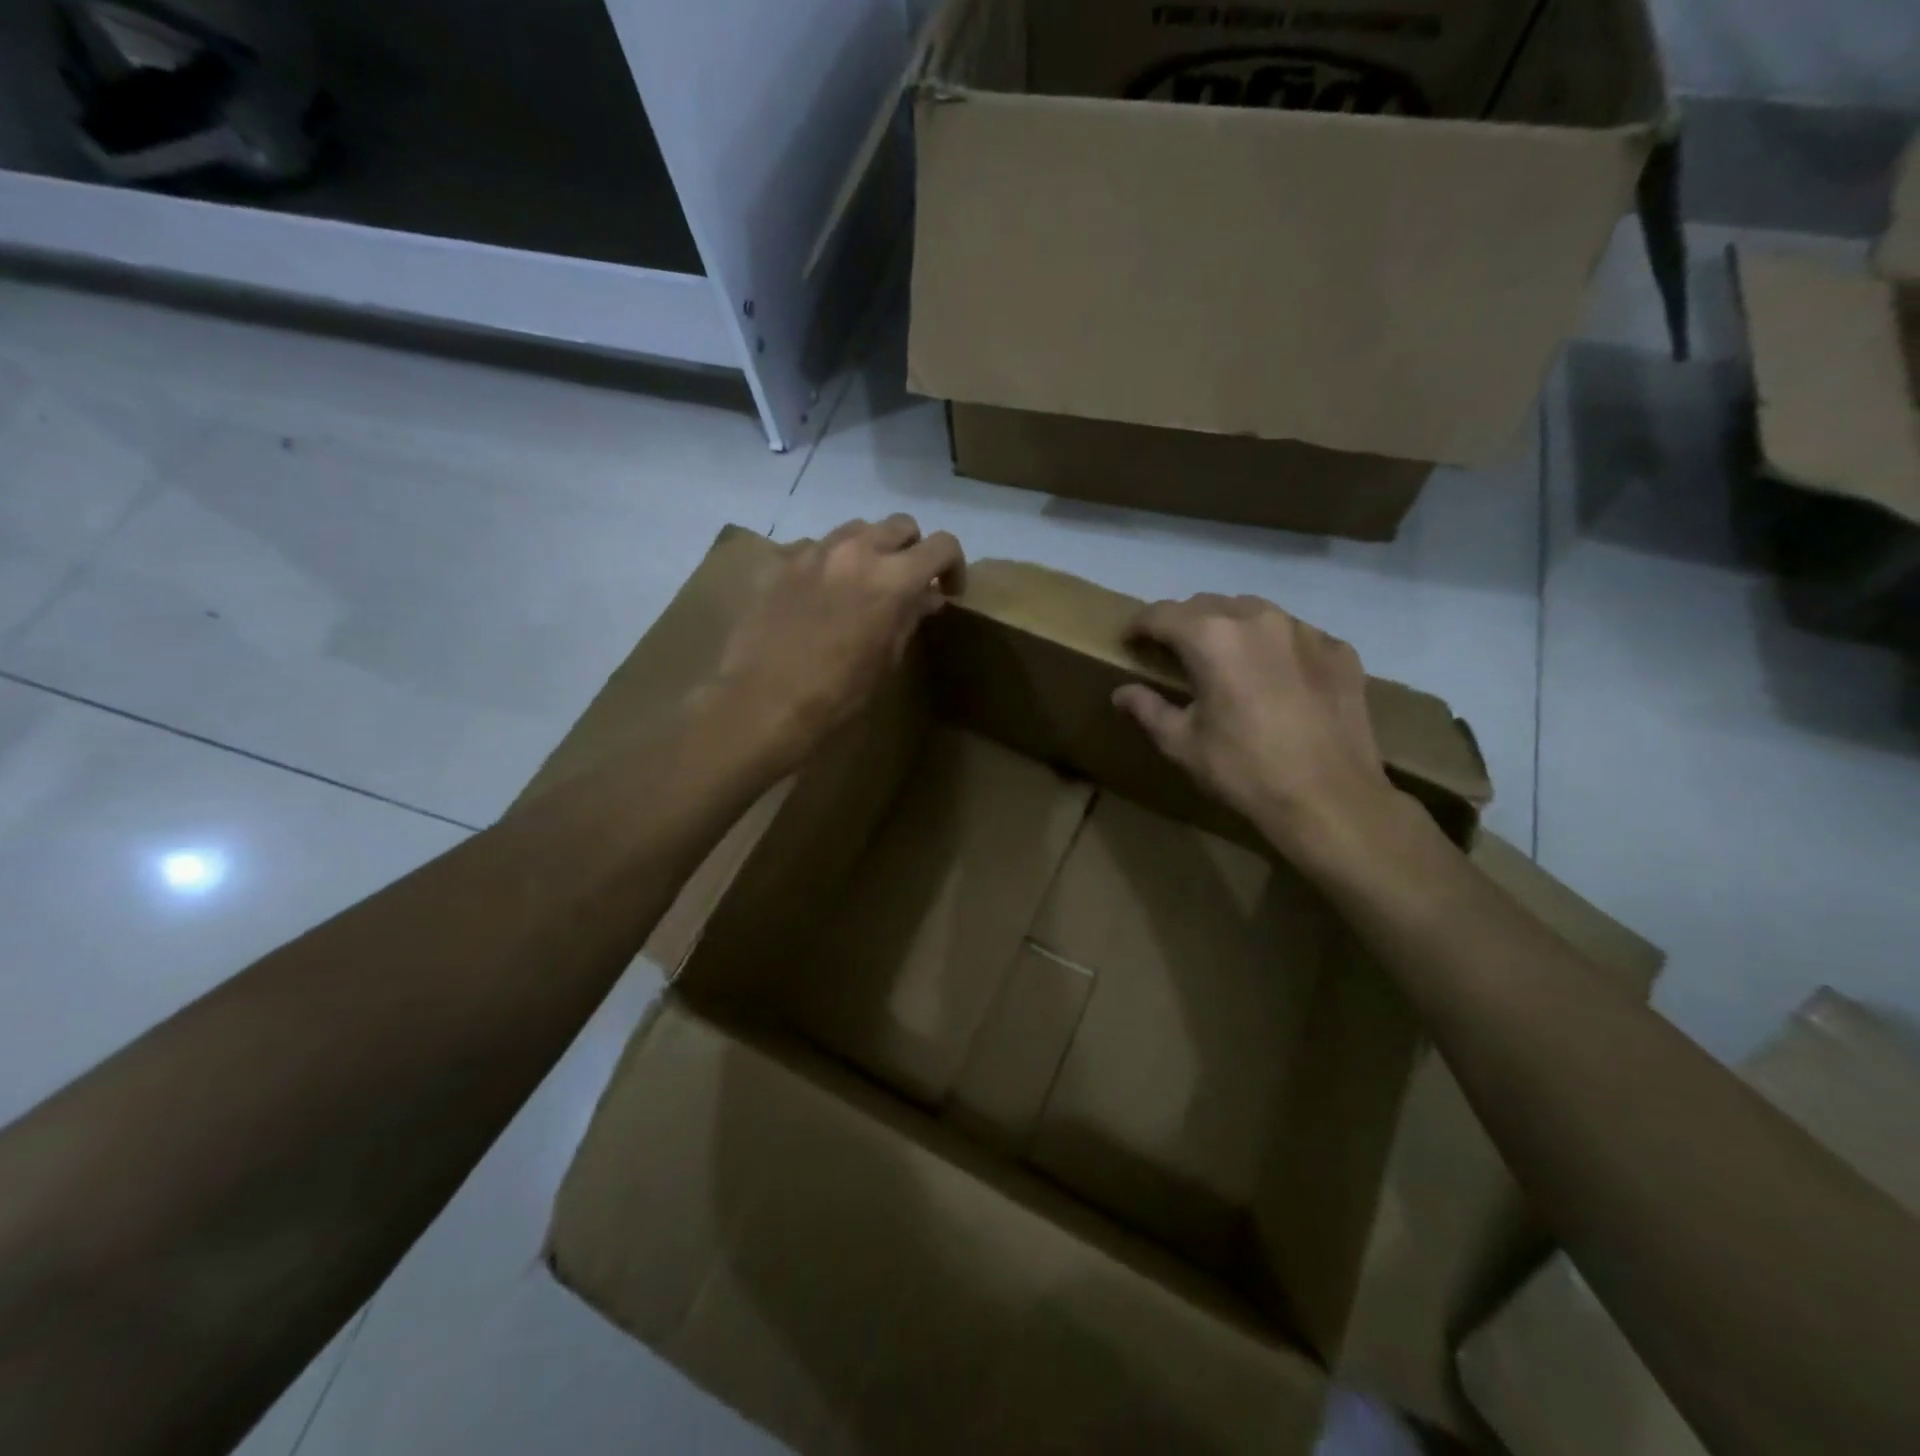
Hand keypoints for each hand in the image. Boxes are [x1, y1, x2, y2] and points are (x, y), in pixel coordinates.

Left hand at [705, 516, 963, 773]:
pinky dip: (832, 562)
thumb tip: (928, 597)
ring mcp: (815, 551)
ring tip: (865, 583)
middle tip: (908, 584)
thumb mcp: (886, 659)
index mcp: (893, 577)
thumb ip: (909, 617)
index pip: (942, 545)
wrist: (763, 701)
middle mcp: (857, 550)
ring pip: (857, 528)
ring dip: (872, 548)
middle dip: (912, 549)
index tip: (948, 591)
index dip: (953, 565)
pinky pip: (818, 547)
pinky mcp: (782, 562)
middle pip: (900, 525)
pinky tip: (823, 594)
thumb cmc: (837, 692)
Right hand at [1113, 594, 1402, 867]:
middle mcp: (1258, 618)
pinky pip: (1295, 634)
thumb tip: (1122, 693)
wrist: (1330, 800)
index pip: (1161, 614)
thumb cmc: (1243, 771)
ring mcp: (1305, 631)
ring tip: (1225, 659)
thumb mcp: (1182, 744)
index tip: (1130, 642)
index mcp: (1211, 638)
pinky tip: (1275, 678)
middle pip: (1207, 604)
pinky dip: (1274, 646)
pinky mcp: (1339, 650)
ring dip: (1230, 627)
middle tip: (1174, 653)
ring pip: (1254, 612)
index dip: (1138, 626)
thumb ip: (1147, 709)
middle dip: (1183, 623)